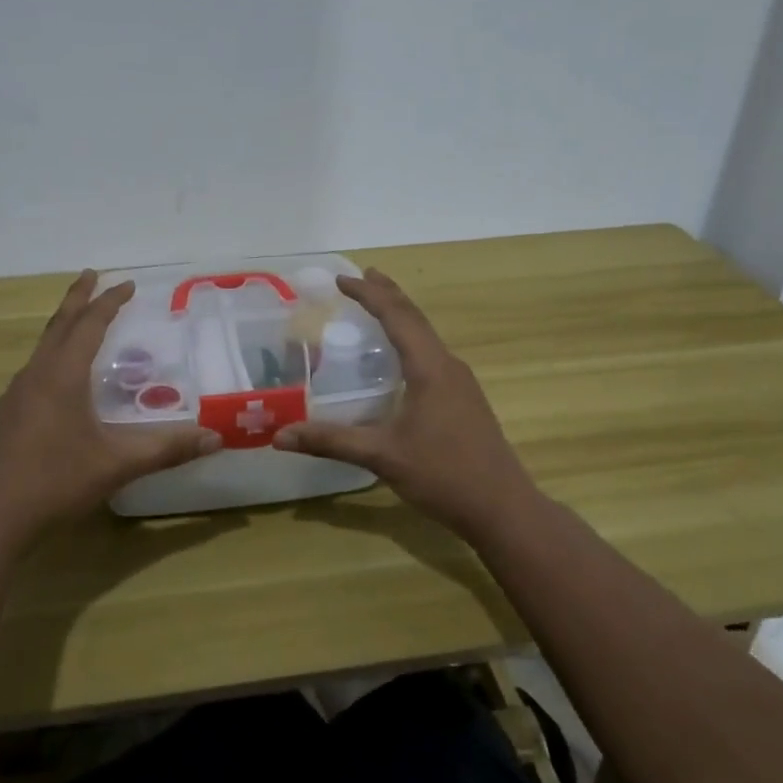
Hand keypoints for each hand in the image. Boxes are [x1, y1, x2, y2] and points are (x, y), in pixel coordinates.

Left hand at [0, 270, 220, 552]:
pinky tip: (58, 380)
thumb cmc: (54, 483)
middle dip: (78, 298)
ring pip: (41, 347)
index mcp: (61, 375)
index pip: (89, 324)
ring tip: (79, 322)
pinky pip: (33, 371)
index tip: (127, 283)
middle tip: (91, 275)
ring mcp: (13, 396)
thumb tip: (215, 438)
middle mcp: (35, 375)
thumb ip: (166, 449)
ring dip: (62, 327)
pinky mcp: (3, 417)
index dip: (109, 302)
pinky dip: (51, 356)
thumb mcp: (116, 465)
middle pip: (58, 324)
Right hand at [273, 269, 535, 540]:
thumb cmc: (443, 475)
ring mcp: (461, 382)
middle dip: (387, 293)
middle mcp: (448, 365)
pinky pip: (432, 353)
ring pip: (426, 335)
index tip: (341, 279)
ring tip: (379, 303)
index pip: (396, 316)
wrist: (503, 508)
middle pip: (415, 317)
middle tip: (362, 275)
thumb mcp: (381, 456)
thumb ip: (330, 441)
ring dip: (401, 315)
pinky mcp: (464, 398)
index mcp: (429, 368)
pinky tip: (402, 356)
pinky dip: (411, 339)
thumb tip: (279, 436)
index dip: (368, 294)